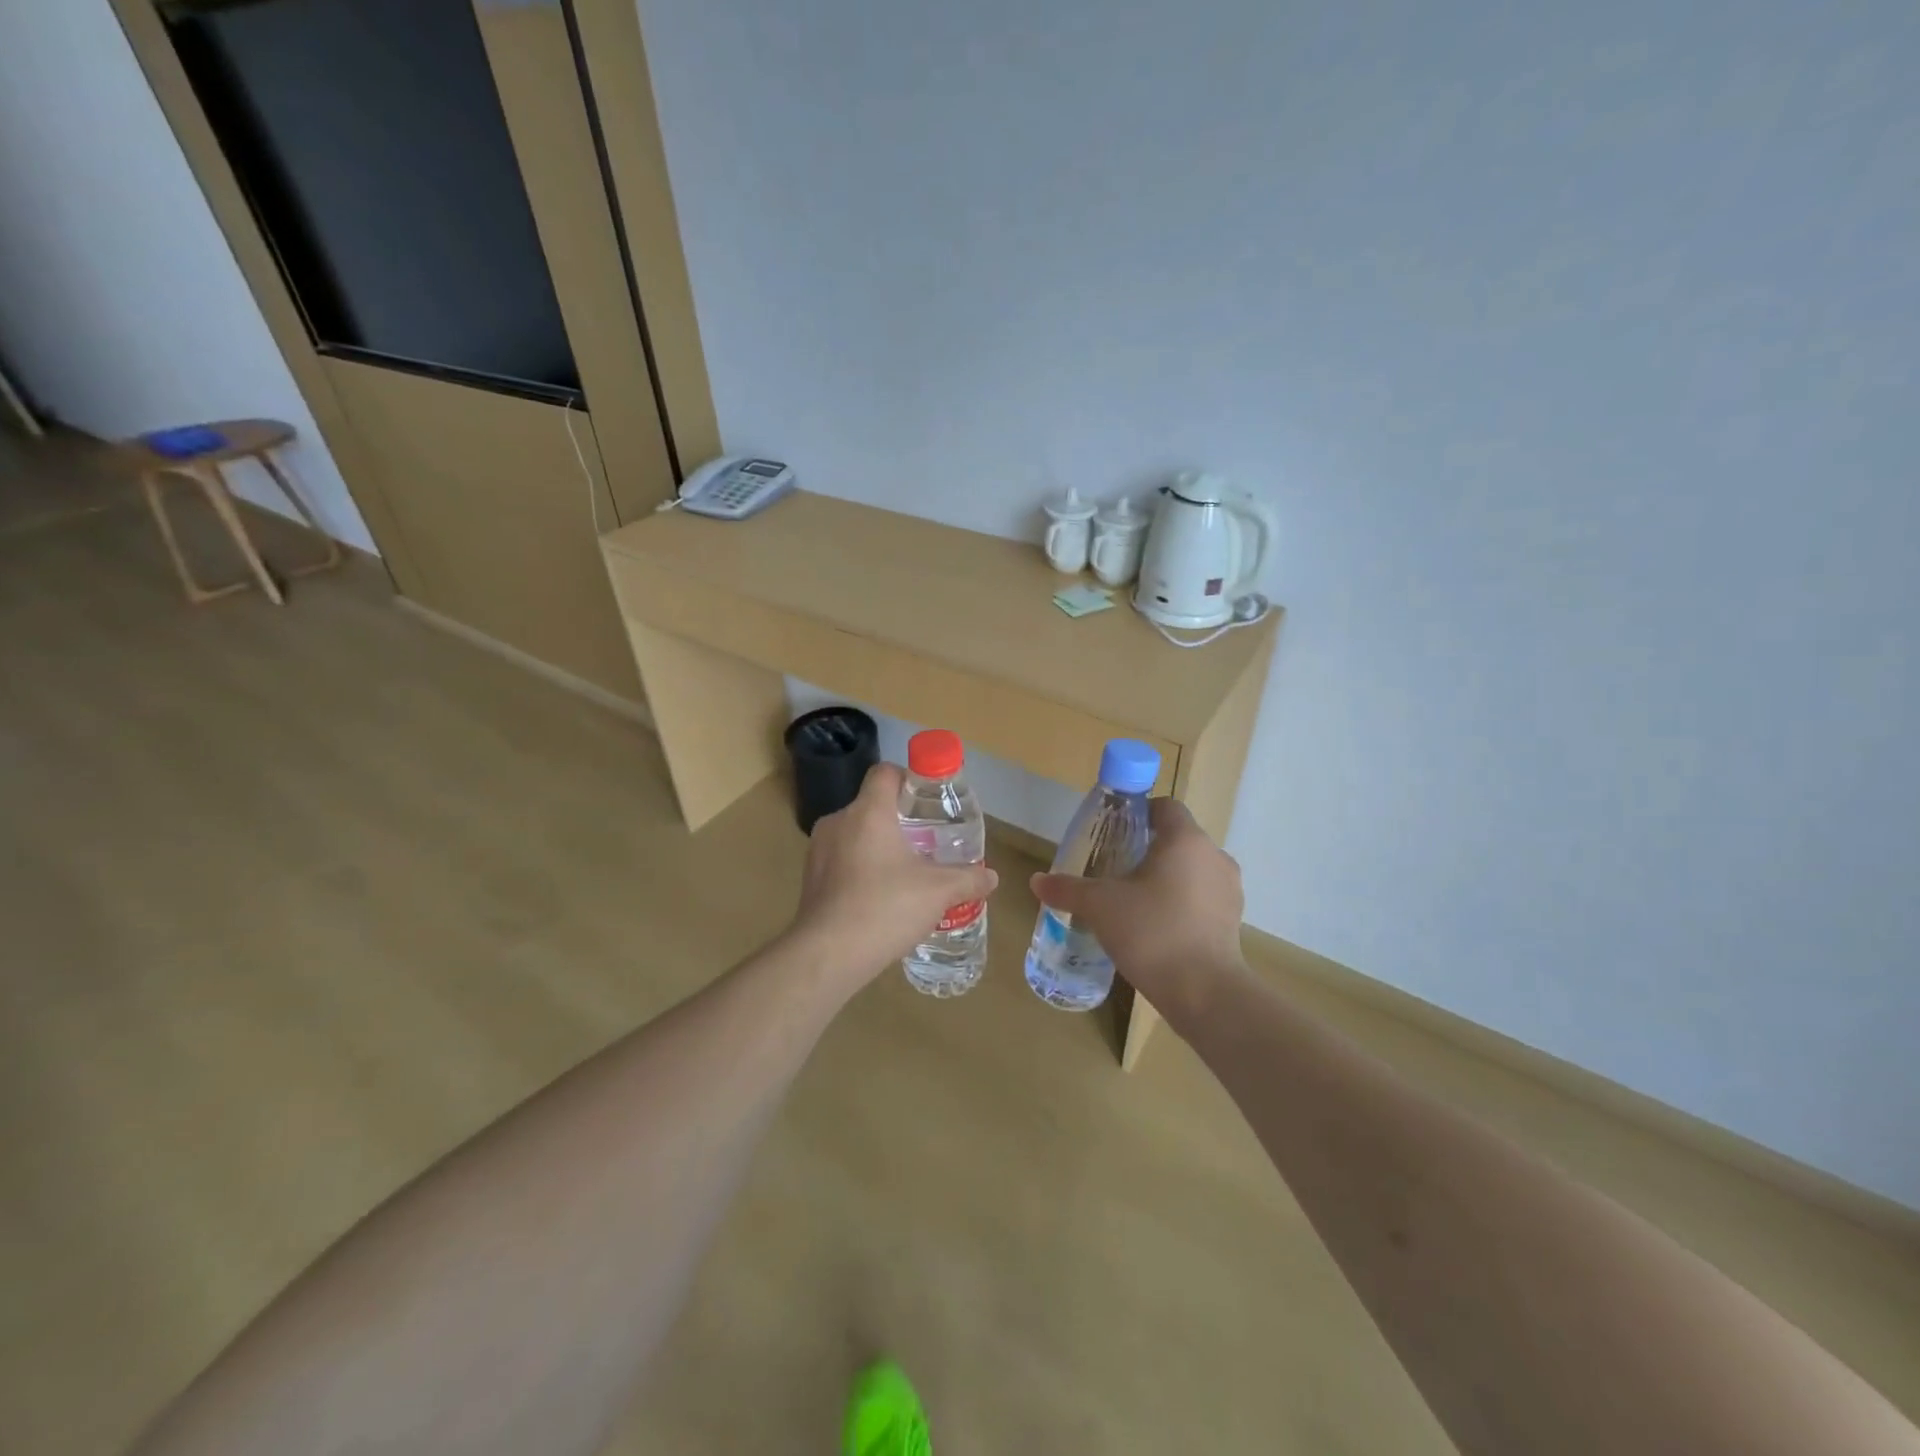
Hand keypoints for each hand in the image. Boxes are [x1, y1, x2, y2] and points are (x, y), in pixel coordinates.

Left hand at [791, 763, 997, 992]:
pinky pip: (841, 861)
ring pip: (854, 834)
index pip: (884, 773)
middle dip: (899, 820)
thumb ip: (967, 879)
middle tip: (926, 841)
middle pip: (871, 805)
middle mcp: (838, 822)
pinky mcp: (810, 879)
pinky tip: (880, 898)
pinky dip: (860, 869)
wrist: (828, 955)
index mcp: (868, 812)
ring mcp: (818, 851)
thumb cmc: (885, 908)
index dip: (908, 778)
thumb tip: (991, 877)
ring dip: (878, 846)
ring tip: (905, 873)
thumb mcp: (938, 891)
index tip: (927, 800)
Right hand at [1030, 798, 1244, 1015]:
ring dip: (1168, 879)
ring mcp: (1229, 890)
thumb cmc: (1151, 932)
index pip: (1166, 807)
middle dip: (1149, 851)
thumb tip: (1037, 881)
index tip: (1116, 833)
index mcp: (1185, 840)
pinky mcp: (1234, 921)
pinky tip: (1158, 929)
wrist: (1204, 992)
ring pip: (1193, 870)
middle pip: (1178, 839)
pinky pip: (1203, 900)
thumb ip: (1068, 889)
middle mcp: (1214, 856)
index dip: (1140, 813)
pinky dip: (1183, 905)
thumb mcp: (1100, 906)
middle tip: (1117, 871)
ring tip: (1136, 903)